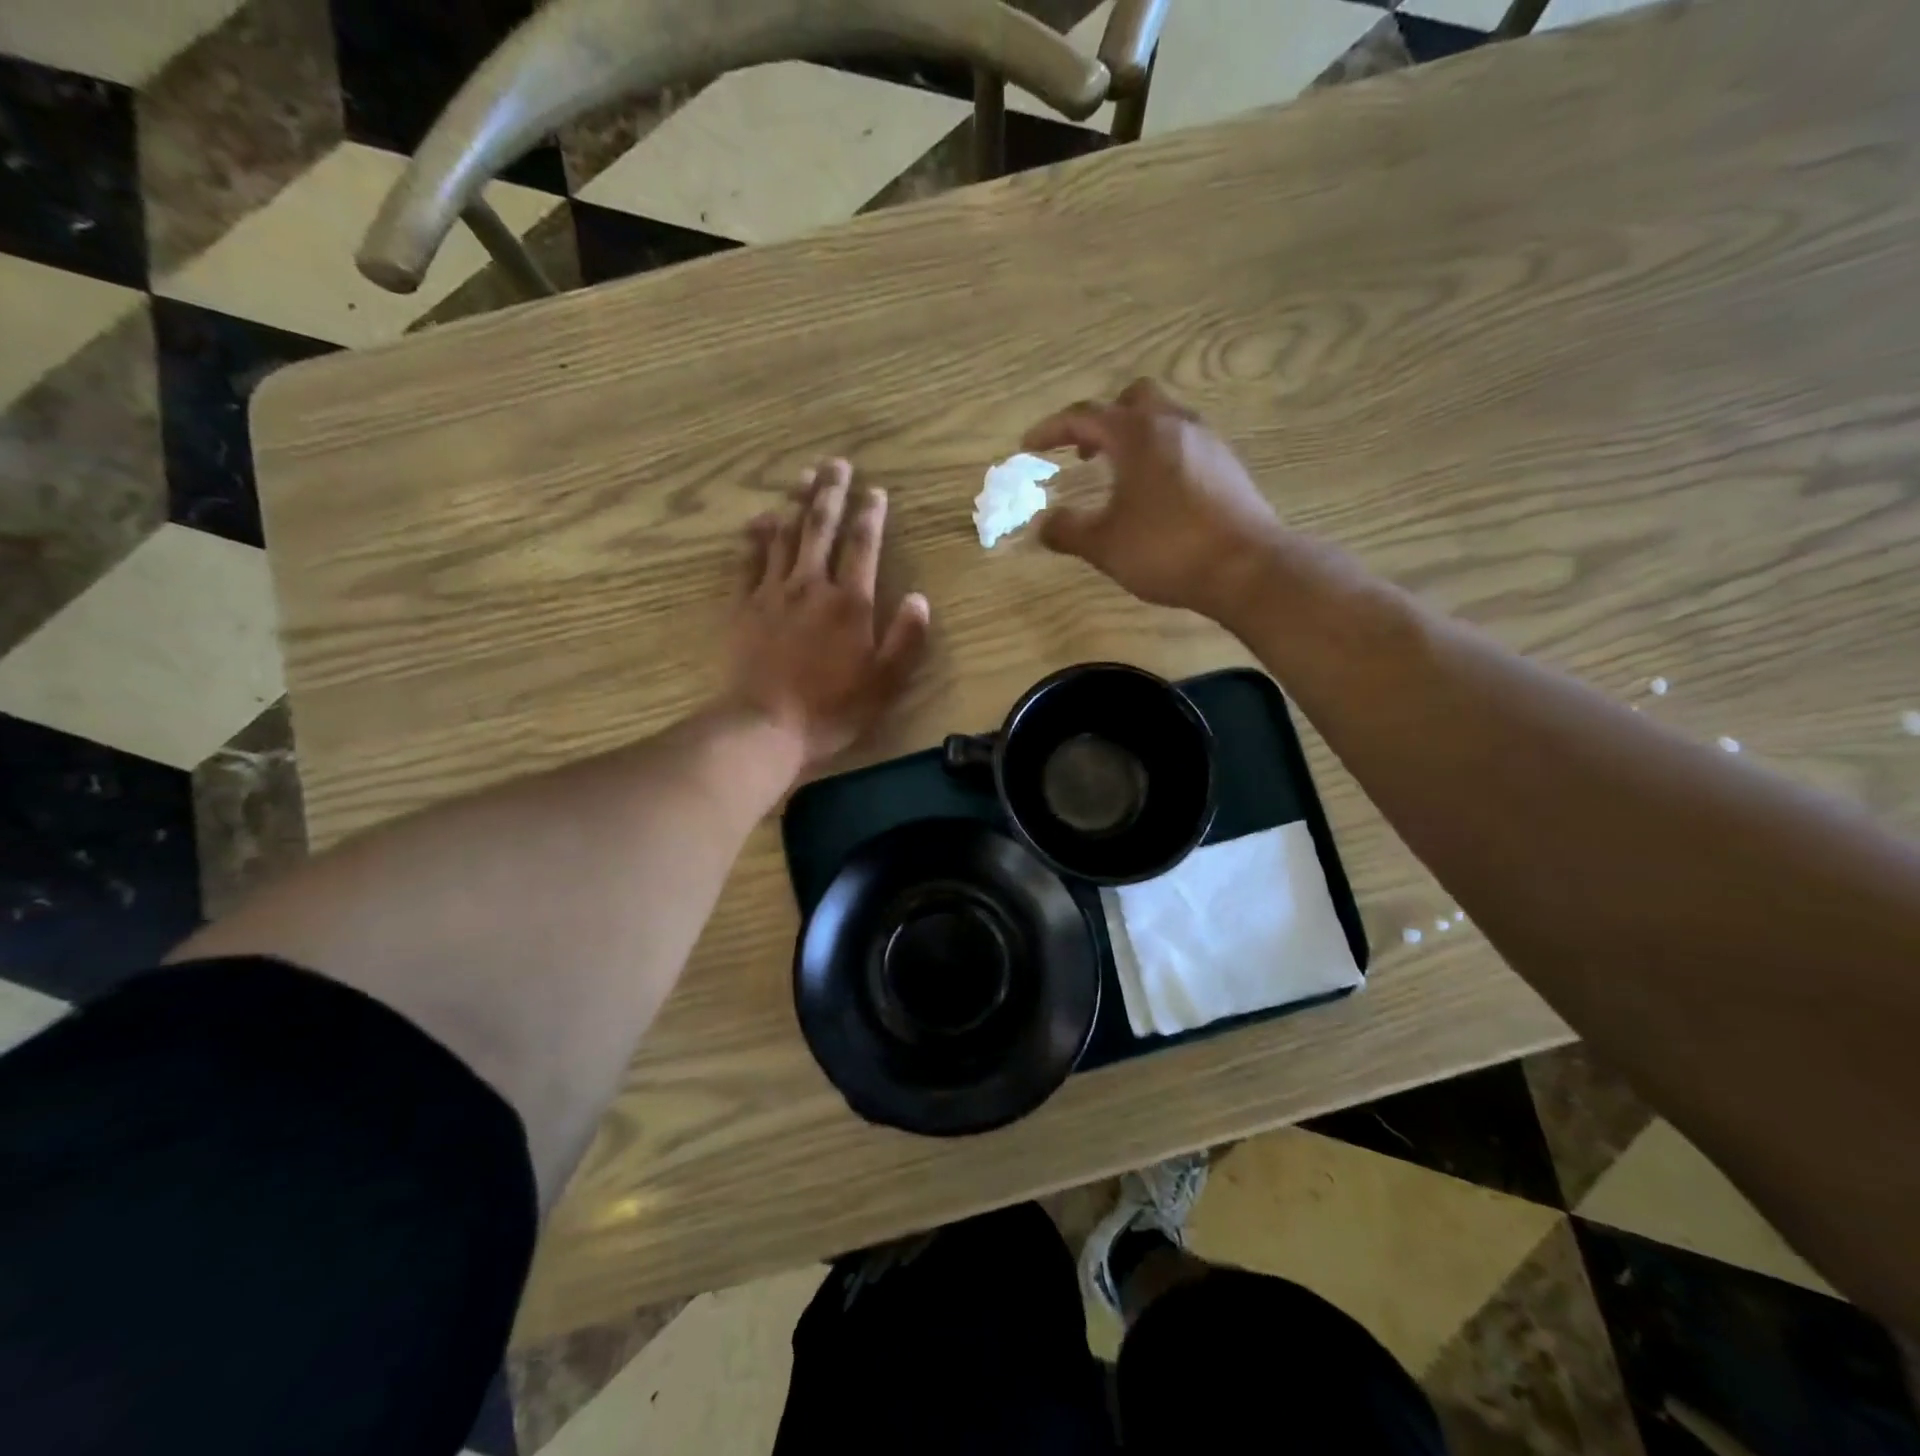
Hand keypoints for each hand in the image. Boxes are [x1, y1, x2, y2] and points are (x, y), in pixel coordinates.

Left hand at [722, 459, 930, 771]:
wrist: (765, 724)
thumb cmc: (832, 708)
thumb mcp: (885, 682)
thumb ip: (906, 639)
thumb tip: (921, 598)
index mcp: (850, 602)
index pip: (863, 545)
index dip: (871, 515)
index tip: (875, 490)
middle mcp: (811, 585)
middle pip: (821, 527)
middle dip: (832, 492)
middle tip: (837, 463)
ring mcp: (773, 592)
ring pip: (786, 535)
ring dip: (796, 503)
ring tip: (804, 476)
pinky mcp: (744, 606)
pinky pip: (749, 561)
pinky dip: (756, 537)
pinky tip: (759, 519)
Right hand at [1024, 379, 1286, 621]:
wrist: (1246, 567)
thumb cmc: (1167, 549)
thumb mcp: (1105, 545)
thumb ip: (1068, 531)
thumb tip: (1042, 525)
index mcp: (1137, 435)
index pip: (1085, 416)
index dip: (1051, 429)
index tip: (1028, 446)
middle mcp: (1174, 425)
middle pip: (1133, 399)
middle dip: (1103, 419)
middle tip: (1084, 452)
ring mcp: (1207, 442)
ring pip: (1164, 419)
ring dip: (1135, 437)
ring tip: (1118, 475)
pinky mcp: (1227, 466)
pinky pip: (1185, 443)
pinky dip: (1160, 455)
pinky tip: (1156, 495)